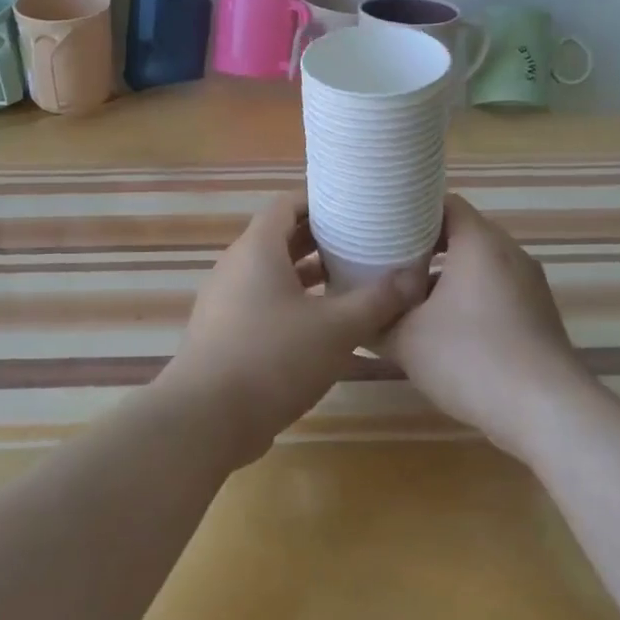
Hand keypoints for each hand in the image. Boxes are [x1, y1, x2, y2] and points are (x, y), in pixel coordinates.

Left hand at [157, 191, 427, 464]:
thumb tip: (413, 277)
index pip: (287, 205)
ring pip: (270, 273)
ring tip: (347, 279)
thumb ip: (376, 300)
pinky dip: (290, 301)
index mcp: (257, 249)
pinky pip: (260, 301)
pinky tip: (320, 324)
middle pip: (279, 237)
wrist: (206, 418)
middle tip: (360, 240)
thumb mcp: (336, 329)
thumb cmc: (273, 358)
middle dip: (318, 238)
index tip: (353, 206)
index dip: (319, 200)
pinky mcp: (223, 332)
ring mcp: (224, 300)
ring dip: (306, 273)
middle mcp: (235, 266)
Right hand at [382, 194, 585, 457]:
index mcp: (480, 243)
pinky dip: (467, 297)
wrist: (546, 412)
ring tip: (408, 296)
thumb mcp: (406, 340)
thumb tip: (355, 314)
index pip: (445, 202)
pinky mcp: (537, 314)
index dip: (410, 209)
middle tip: (385, 260)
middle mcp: (510, 253)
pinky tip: (443, 329)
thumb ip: (375, 320)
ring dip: (444, 276)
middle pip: (461, 233)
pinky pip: (495, 290)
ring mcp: (529, 285)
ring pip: (478, 265)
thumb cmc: (471, 359)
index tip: (381, 225)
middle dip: (422, 245)